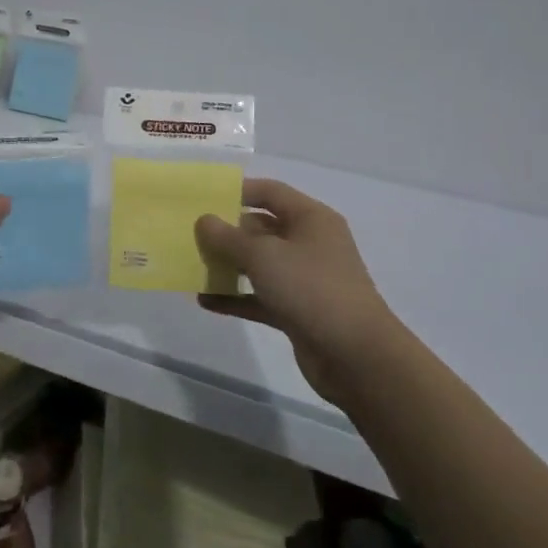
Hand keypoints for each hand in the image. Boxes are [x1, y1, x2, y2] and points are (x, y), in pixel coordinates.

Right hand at [195, 179, 400, 404]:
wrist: (356, 356)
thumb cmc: (311, 288)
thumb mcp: (264, 256)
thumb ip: (229, 237)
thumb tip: (204, 220)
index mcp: (311, 218)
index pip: (270, 192)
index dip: (238, 191)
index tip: (203, 198)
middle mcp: (310, 243)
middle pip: (262, 228)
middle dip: (228, 231)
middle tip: (191, 235)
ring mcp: (305, 279)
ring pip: (260, 264)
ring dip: (229, 265)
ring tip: (194, 266)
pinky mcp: (298, 311)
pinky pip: (261, 297)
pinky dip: (236, 297)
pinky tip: (205, 300)